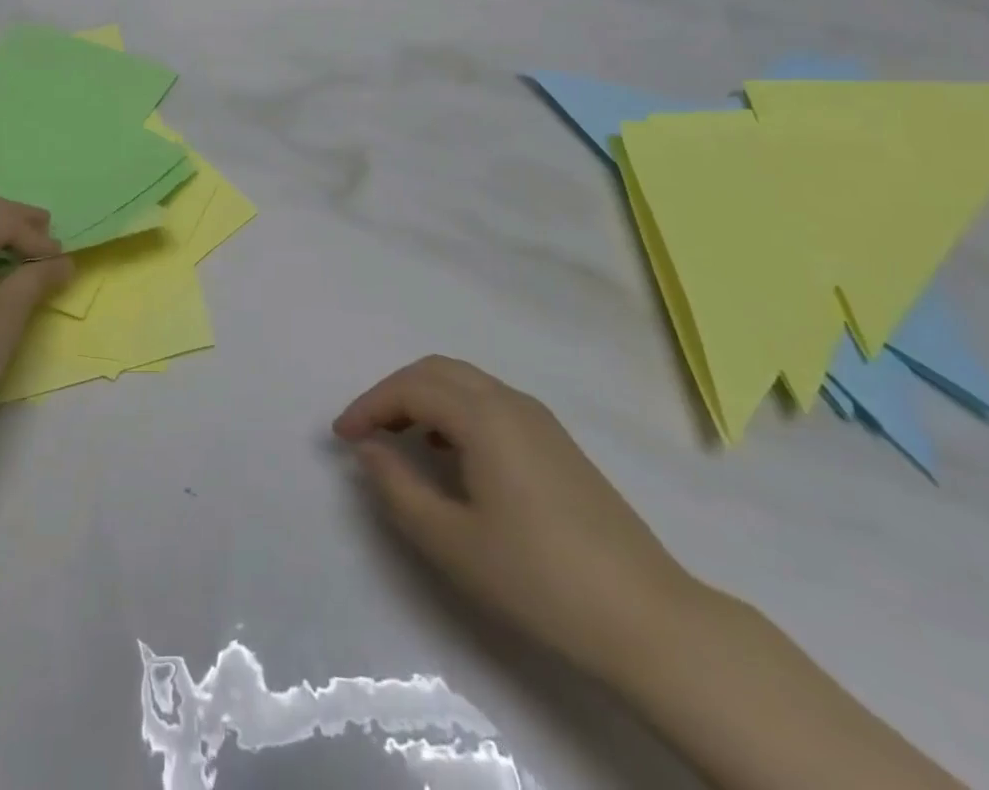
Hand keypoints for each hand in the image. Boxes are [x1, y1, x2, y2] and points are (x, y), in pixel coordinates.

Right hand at [334, 356, 696, 679]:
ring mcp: (539, 420)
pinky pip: (491, 403)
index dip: (369, 405)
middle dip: (394, 392)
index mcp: (484, 416)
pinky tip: (451, 455)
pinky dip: (456, 411)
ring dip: (425, 399)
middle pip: (438, 370)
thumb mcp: (451, 541)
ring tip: (402, 441)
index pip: (411, 388)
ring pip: (466, 383)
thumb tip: (369, 449)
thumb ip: (398, 487)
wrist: (646, 617)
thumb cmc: (538, 578)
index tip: (341, 437)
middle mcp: (510, 402)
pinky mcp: (557, 442)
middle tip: (367, 431)